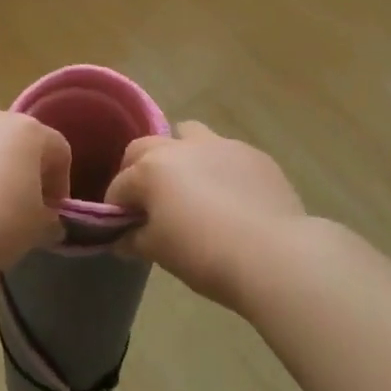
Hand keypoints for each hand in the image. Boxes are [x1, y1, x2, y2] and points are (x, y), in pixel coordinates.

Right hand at [105, 120, 307, 308]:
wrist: (274, 256)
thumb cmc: (205, 255)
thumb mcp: (159, 252)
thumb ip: (134, 239)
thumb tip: (121, 238)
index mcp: (151, 169)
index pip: (119, 185)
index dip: (116, 207)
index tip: (120, 226)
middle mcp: (181, 147)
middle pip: (145, 147)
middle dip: (138, 169)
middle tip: (147, 200)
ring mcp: (221, 146)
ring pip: (188, 135)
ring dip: (180, 154)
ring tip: (190, 185)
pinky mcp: (254, 155)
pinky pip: (225, 153)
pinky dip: (217, 168)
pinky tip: (229, 197)